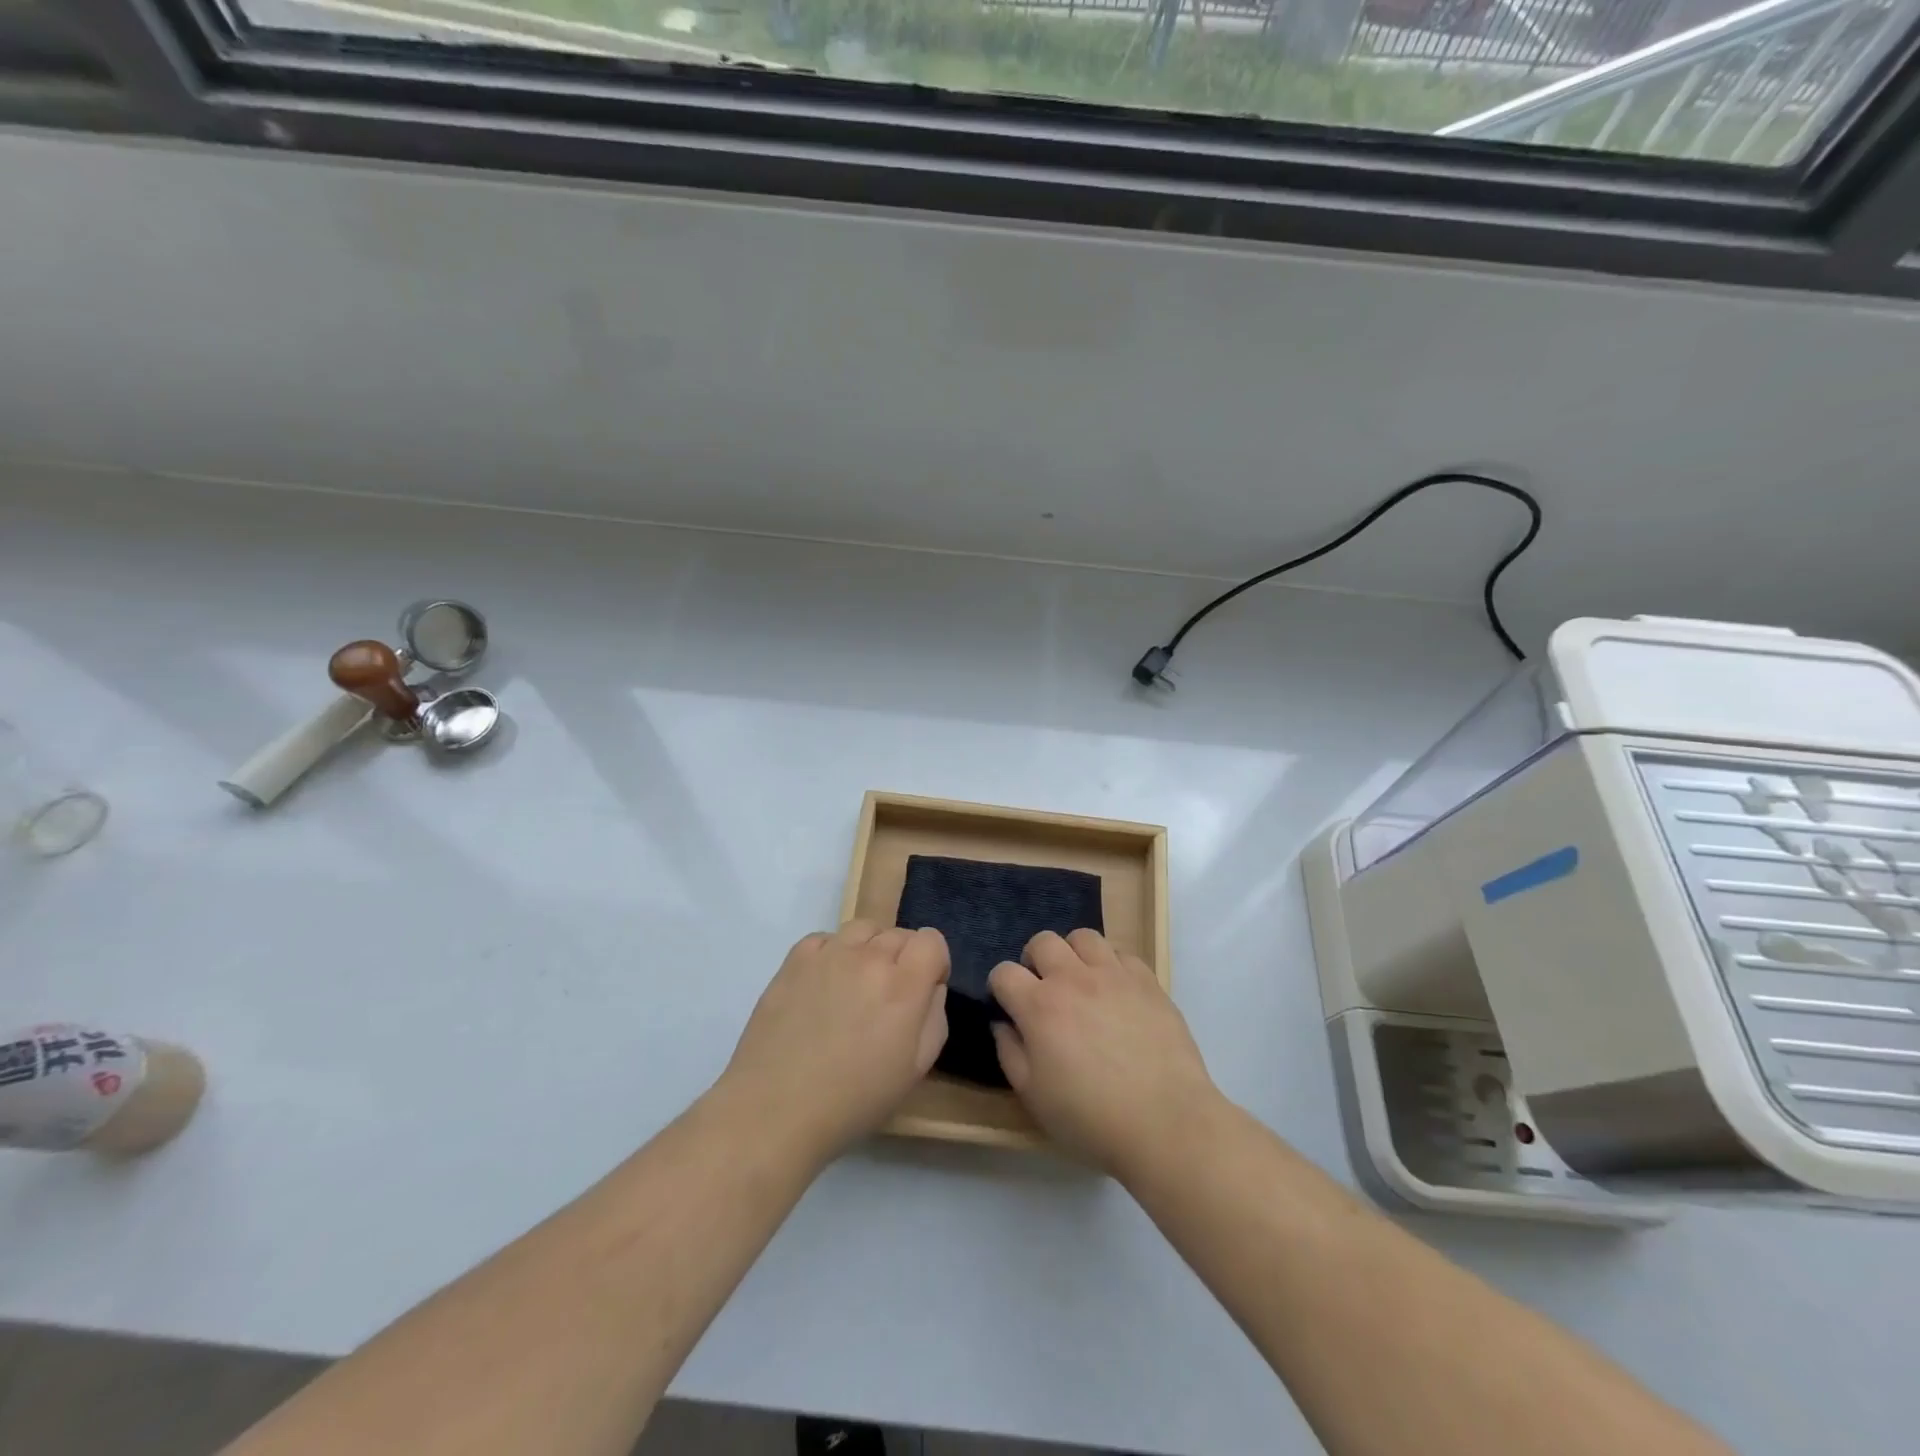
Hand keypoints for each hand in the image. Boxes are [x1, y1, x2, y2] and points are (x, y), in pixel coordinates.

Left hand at [721, 921, 949, 1163]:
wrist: (776, 1110)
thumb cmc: (853, 1100)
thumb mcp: (915, 1069)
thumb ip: (934, 1016)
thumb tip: (930, 986)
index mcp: (903, 986)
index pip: (931, 940)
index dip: (933, 963)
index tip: (923, 990)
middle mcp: (869, 958)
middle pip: (899, 934)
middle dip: (903, 960)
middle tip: (886, 1000)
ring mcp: (829, 954)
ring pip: (864, 929)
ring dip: (869, 950)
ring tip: (855, 986)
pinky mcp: (795, 959)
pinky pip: (826, 939)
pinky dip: (832, 953)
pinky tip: (823, 986)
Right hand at [989, 929, 1218, 1178]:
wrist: (1165, 1123)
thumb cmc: (1091, 1118)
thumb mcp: (1033, 1096)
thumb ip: (1009, 1052)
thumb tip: (1002, 1023)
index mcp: (1039, 1006)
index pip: (1004, 972)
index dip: (1000, 986)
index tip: (1008, 1005)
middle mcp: (1073, 979)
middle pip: (1042, 941)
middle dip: (1034, 959)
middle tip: (1043, 988)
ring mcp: (1113, 975)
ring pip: (1083, 937)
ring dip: (1073, 954)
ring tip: (1080, 981)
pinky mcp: (1147, 981)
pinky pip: (1122, 953)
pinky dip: (1111, 965)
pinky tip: (1115, 992)